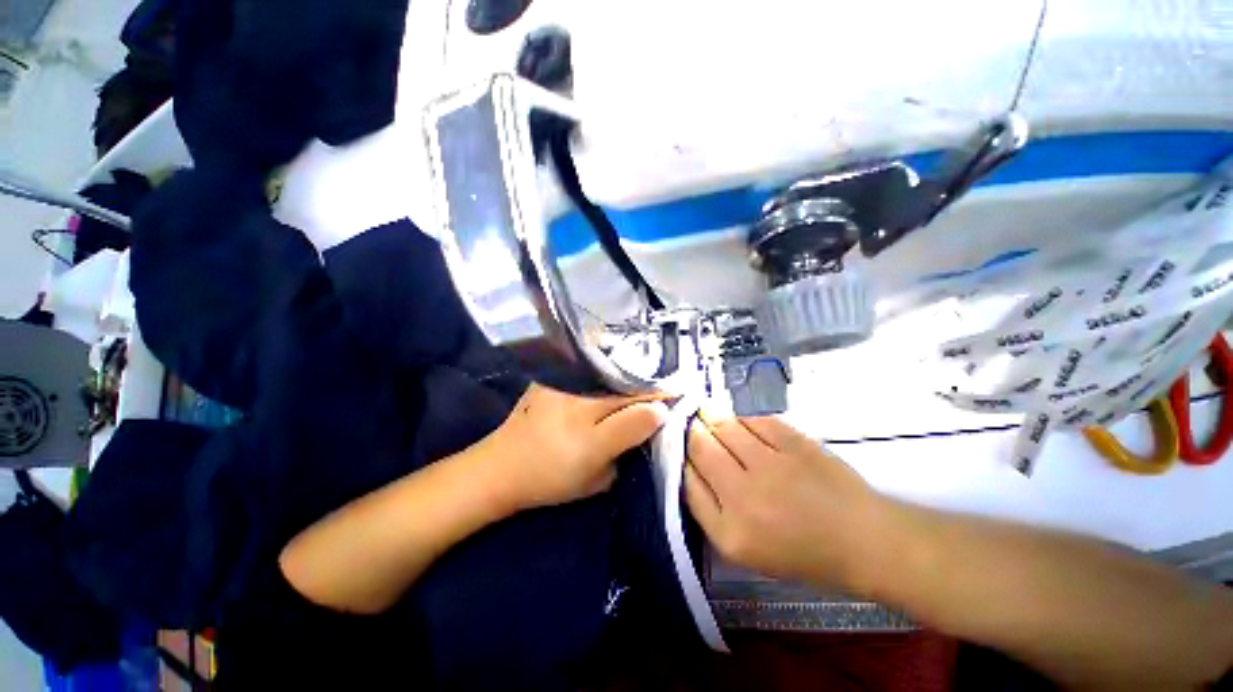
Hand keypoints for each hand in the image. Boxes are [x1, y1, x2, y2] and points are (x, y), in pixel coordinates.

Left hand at [485, 384, 669, 510]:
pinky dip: (606, 371)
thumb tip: (658, 414)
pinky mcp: (551, 376)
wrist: (501, 467)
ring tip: (643, 383)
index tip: (682, 394)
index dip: (664, 397)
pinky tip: (613, 378)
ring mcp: (564, 381)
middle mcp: (580, 394)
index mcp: (592, 423)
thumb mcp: (597, 474)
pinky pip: (588, 368)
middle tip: (668, 388)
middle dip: (651, 385)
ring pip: (610, 371)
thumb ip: (629, 440)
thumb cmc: (552, 477)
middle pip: (628, 383)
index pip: (641, 402)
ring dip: (631, 376)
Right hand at [684, 411, 883, 588]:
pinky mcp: (794, 443)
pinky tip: (739, 421)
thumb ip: (709, 509)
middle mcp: (744, 496)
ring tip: (703, 409)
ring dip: (708, 414)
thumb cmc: (801, 551)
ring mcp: (771, 465)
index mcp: (730, 532)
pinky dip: (741, 418)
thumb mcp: (744, 547)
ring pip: (723, 427)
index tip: (675, 444)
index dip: (678, 456)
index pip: (687, 481)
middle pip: (700, 447)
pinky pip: (753, 420)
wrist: (864, 541)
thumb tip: (688, 466)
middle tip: (685, 419)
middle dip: (688, 429)